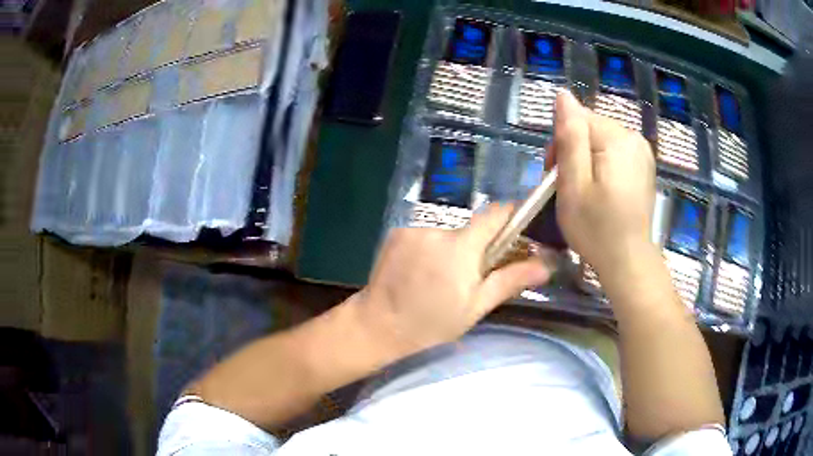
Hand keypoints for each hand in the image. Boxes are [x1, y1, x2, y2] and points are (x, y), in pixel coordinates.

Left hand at [355, 205, 553, 355]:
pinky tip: (420, 274)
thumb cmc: (431, 324)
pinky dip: (430, 250)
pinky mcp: (397, 234)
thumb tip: (546, 265)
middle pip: (470, 228)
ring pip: (447, 234)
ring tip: (440, 280)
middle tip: (472, 276)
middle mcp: (438, 229)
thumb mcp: (476, 306)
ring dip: (451, 250)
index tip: (519, 228)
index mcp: (461, 247)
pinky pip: (425, 236)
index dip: (511, 215)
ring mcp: (414, 229)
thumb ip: (511, 280)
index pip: (495, 213)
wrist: (378, 327)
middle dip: (478, 246)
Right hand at [552, 92, 656, 273]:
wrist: (628, 262)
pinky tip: (602, 191)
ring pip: (600, 140)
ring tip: (585, 192)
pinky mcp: (643, 166)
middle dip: (574, 151)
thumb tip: (563, 95)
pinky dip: (602, 167)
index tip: (555, 175)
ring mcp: (642, 152)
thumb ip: (569, 137)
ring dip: (587, 160)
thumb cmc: (596, 229)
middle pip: (590, 128)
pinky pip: (614, 153)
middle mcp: (634, 138)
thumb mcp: (574, 184)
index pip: (577, 119)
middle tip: (569, 188)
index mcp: (617, 139)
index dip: (560, 143)